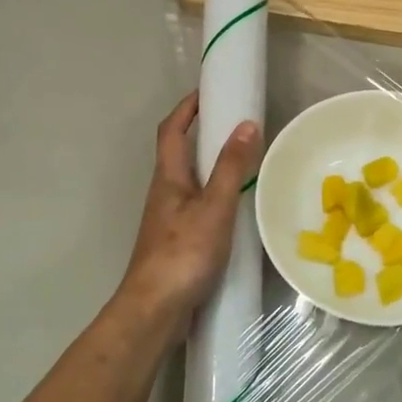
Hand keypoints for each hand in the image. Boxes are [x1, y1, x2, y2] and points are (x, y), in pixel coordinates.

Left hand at [118, 92, 260, 328]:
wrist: (155, 310)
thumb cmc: (183, 253)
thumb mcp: (214, 207)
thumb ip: (231, 168)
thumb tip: (246, 124)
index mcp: (168, 178)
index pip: (172, 131)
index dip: (187, 108)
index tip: (208, 92)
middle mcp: (164, 193)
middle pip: (179, 154)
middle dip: (202, 134)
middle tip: (235, 125)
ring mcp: (168, 219)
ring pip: (189, 181)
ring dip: (210, 165)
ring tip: (243, 162)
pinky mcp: (176, 242)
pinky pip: (197, 206)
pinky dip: (215, 195)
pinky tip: (236, 209)